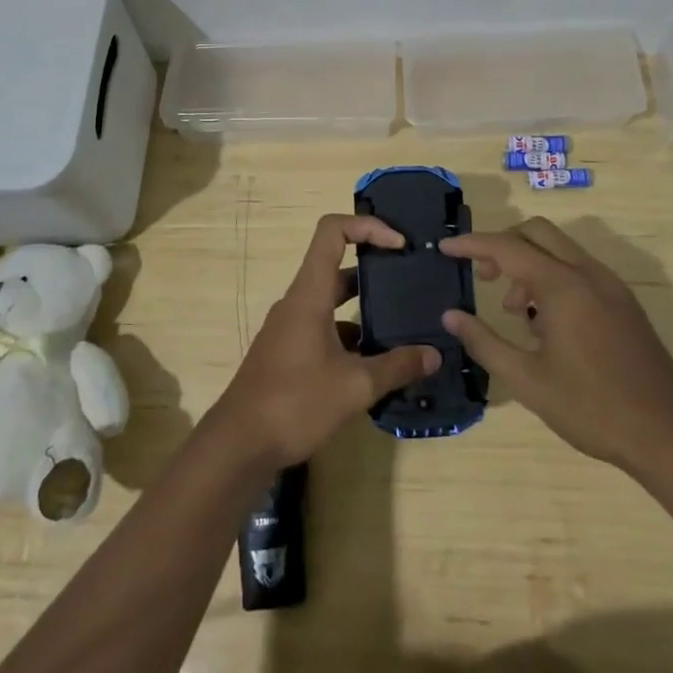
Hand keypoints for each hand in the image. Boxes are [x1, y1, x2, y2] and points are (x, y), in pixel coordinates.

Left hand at [215, 214, 439, 467]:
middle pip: (337, 266)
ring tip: (403, 323)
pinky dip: (351, 335)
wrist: (239, 445)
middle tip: (411, 280)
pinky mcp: (288, 352)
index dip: (368, 226)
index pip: (332, 232)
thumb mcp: (354, 386)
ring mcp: (290, 328)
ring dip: (365, 306)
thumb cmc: (295, 403)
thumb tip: (434, 355)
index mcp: (309, 294)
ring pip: (332, 301)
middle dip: (375, 268)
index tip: (400, 244)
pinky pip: (324, 328)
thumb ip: (397, 367)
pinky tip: (376, 362)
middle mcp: (298, 302)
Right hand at [440, 217, 672, 475]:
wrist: (669, 434)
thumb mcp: (527, 381)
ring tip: (516, 314)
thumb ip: (485, 342)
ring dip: (529, 264)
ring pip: (560, 249)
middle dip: (504, 245)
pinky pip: (579, 269)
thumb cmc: (591, 408)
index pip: (507, 247)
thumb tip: (451, 316)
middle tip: (485, 278)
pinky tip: (547, 324)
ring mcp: (611, 285)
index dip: (472, 244)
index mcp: (563, 286)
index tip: (445, 248)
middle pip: (537, 232)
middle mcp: (588, 273)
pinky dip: (553, 277)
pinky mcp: (624, 302)